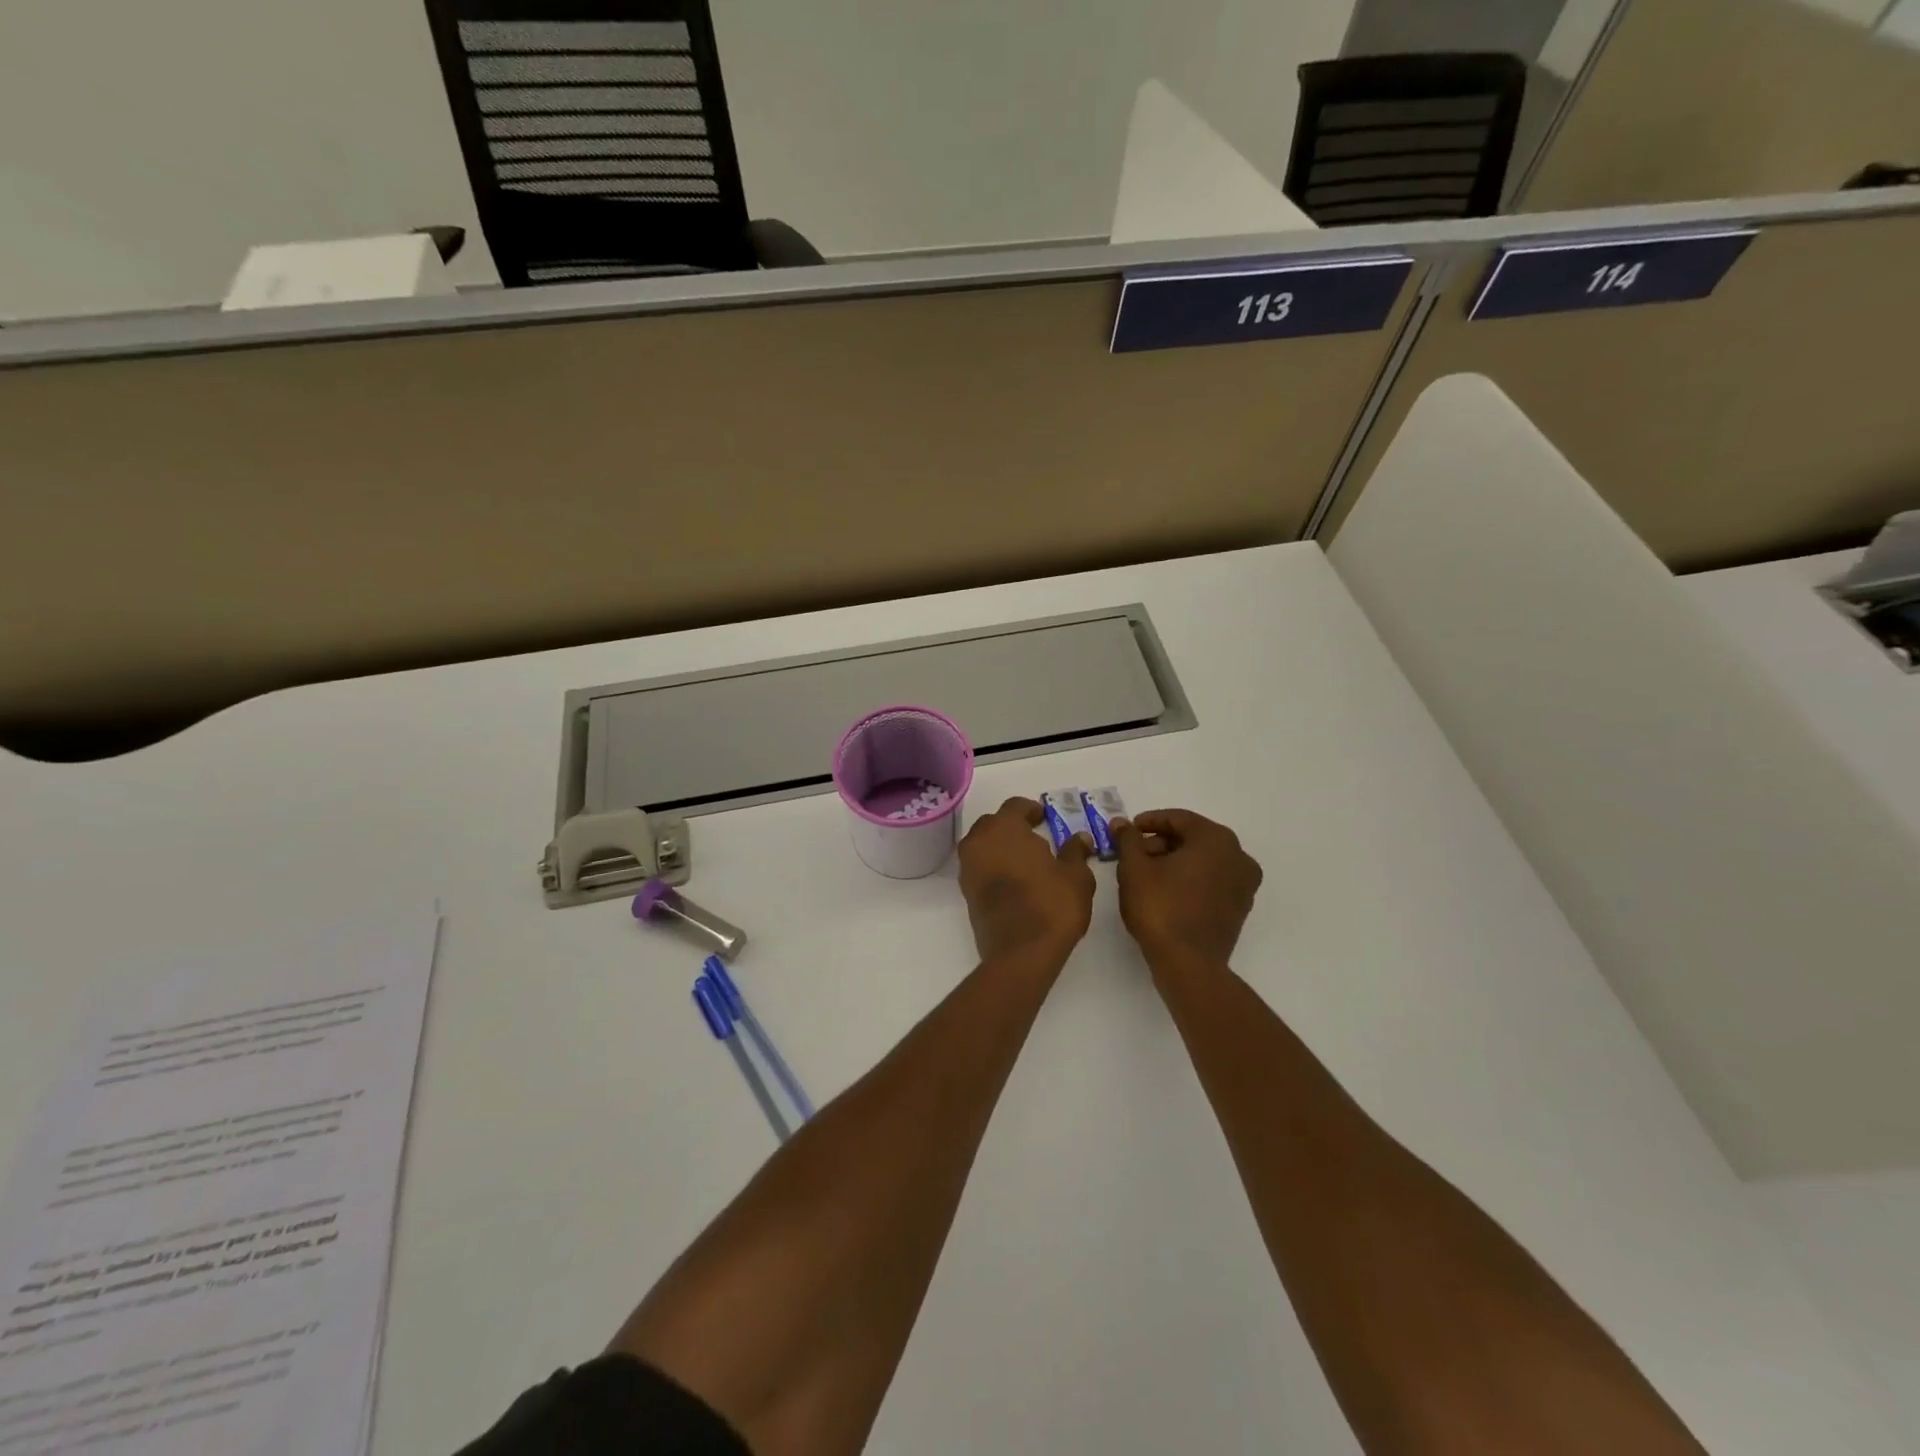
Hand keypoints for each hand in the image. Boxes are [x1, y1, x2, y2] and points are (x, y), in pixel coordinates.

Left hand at [958, 797, 1095, 963]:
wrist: (1020, 953)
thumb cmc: (1052, 905)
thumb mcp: (1076, 876)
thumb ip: (1076, 852)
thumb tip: (1080, 838)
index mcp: (1003, 828)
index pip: (1015, 806)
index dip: (1031, 809)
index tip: (1045, 818)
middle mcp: (978, 842)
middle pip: (994, 824)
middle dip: (1013, 827)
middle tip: (1036, 837)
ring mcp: (968, 869)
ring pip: (984, 846)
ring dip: (1001, 848)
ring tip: (1027, 861)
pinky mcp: (967, 893)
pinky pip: (980, 868)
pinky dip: (995, 868)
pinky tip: (1016, 881)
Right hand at [1114, 809, 1262, 967]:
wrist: (1188, 964)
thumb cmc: (1160, 908)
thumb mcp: (1134, 868)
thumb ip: (1127, 839)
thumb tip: (1120, 823)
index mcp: (1216, 840)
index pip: (1178, 819)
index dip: (1148, 822)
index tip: (1127, 830)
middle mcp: (1238, 856)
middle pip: (1193, 838)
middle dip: (1161, 843)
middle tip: (1133, 854)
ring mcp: (1244, 883)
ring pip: (1203, 860)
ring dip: (1175, 861)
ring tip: (1145, 874)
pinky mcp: (1240, 907)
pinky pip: (1212, 880)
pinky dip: (1190, 878)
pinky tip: (1166, 891)